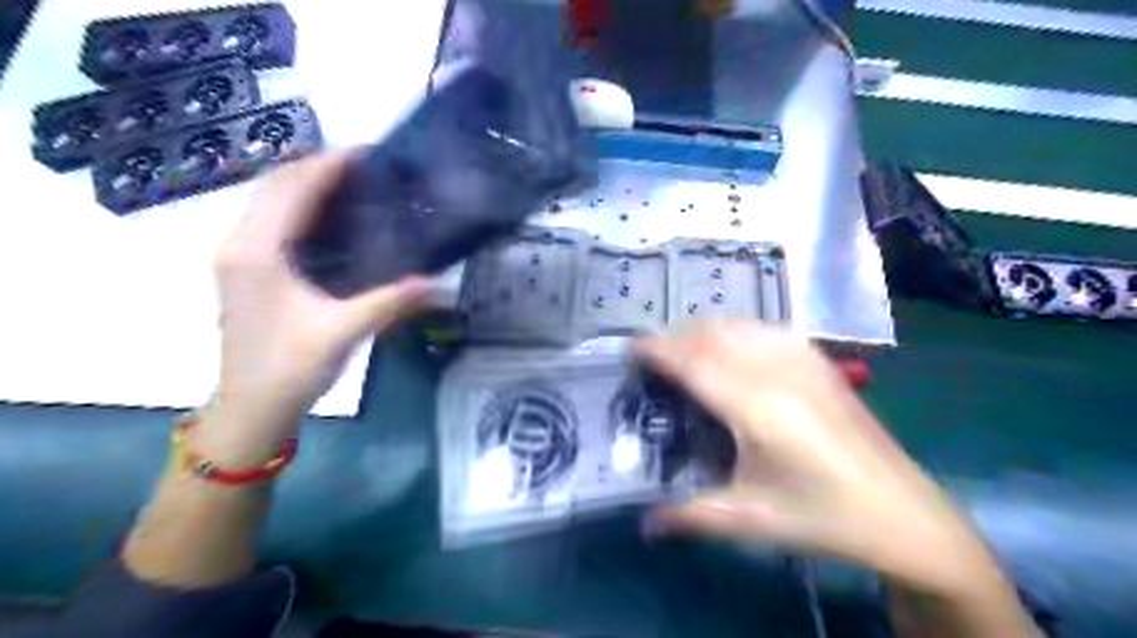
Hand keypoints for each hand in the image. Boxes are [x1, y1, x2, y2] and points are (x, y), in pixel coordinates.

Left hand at [205, 151, 431, 451]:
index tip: (367, 152)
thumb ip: (388, 301)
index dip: (328, 165)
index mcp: (258, 252)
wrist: (251, 408)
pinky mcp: (246, 271)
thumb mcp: (343, 331)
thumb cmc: (289, 368)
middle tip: (365, 166)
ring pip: (269, 201)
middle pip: (274, 185)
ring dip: (305, 184)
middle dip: (317, 167)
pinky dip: (299, 206)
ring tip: (351, 182)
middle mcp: (240, 245)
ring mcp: (238, 257)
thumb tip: (435, 282)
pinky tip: (329, 217)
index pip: (292, 189)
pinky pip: (270, 221)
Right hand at [637, 323, 1001, 596]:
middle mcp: (778, 373)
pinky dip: (738, 330)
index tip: (629, 348)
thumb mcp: (750, 519)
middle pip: (713, 335)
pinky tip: (734, 346)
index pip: (693, 362)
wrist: (905, 516)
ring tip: (684, 349)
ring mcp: (805, 363)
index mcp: (756, 408)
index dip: (657, 350)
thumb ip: (689, 516)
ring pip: (741, 326)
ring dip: (705, 330)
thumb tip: (643, 523)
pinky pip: (769, 330)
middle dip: (675, 336)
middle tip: (651, 357)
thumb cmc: (823, 518)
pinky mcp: (823, 364)